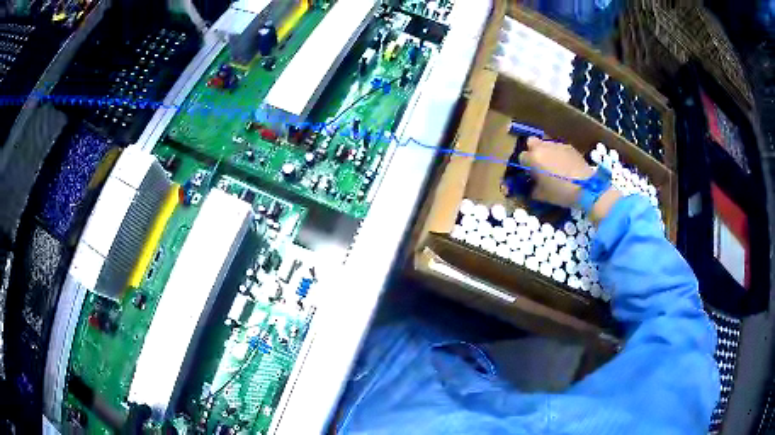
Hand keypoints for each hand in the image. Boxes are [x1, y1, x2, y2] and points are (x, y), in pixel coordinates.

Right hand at [518, 138, 620, 223]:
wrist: (586, 187)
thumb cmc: (561, 192)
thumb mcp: (542, 195)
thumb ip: (532, 189)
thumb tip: (531, 187)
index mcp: (533, 158)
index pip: (521, 157)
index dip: (525, 166)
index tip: (531, 174)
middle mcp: (543, 147)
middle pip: (531, 143)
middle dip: (533, 151)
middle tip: (539, 164)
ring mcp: (557, 145)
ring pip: (546, 144)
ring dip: (546, 152)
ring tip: (554, 165)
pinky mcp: (569, 146)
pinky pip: (559, 148)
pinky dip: (559, 154)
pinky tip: (565, 165)